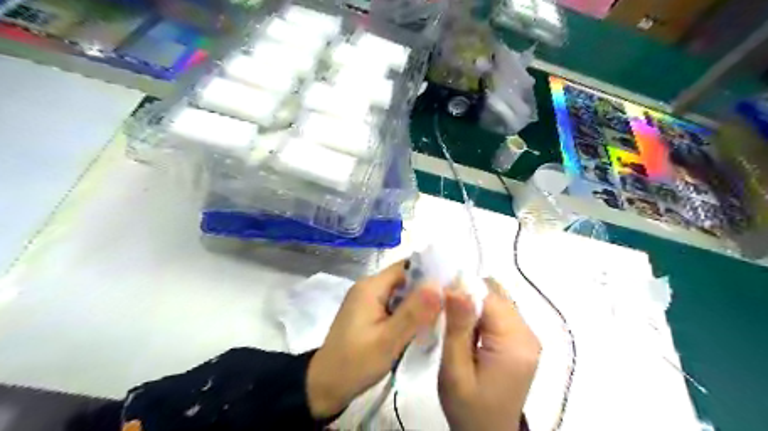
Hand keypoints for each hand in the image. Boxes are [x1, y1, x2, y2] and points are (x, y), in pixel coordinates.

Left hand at [305, 260, 437, 419]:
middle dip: (428, 290)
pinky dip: (410, 312)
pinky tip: (424, 325)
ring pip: (402, 293)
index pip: (407, 267)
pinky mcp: (369, 313)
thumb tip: (439, 284)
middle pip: (405, 279)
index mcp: (371, 286)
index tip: (454, 287)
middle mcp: (369, 287)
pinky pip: (395, 305)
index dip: (431, 274)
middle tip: (453, 304)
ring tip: (444, 315)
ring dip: (420, 303)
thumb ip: (414, 312)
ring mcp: (368, 300)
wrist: (324, 386)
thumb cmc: (355, 363)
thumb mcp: (388, 340)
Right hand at [437, 278, 539, 428]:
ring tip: (453, 322)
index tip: (438, 295)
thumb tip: (456, 287)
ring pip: (496, 300)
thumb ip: (457, 327)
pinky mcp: (520, 340)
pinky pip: (498, 312)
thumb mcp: (455, 371)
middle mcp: (527, 333)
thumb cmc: (469, 408)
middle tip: (443, 311)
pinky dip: (479, 313)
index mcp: (515, 342)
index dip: (462, 290)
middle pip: (495, 294)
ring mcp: (526, 336)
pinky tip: (466, 329)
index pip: (488, 297)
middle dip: (467, 295)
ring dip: (472, 304)